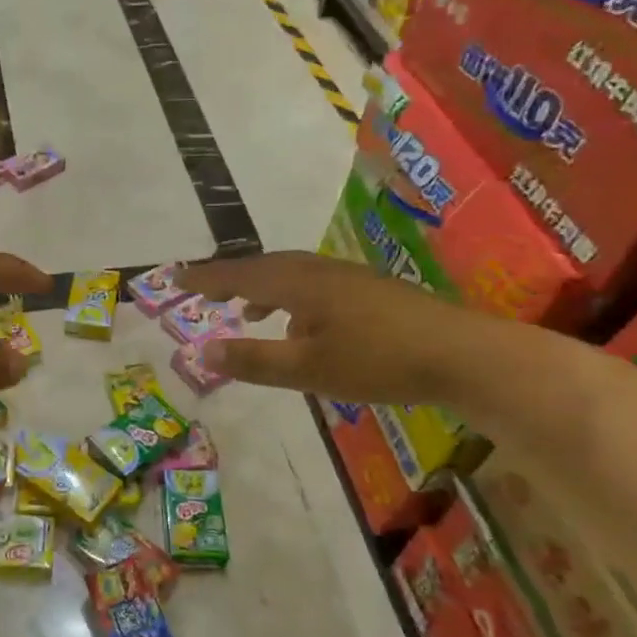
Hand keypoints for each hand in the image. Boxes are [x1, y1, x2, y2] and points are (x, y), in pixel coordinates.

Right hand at [180, 251, 477, 402]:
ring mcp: (348, 279)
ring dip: (261, 287)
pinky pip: (313, 285)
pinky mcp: (370, 292)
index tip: (174, 279)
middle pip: (264, 267)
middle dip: (230, 277)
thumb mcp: (307, 368)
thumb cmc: (377, 361)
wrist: (462, 355)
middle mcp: (320, 272)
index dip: (205, 278)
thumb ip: (254, 360)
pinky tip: (301, 323)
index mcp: (299, 284)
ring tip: (245, 309)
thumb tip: (201, 351)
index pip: (239, 275)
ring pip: (291, 275)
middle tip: (203, 289)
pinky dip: (290, 297)